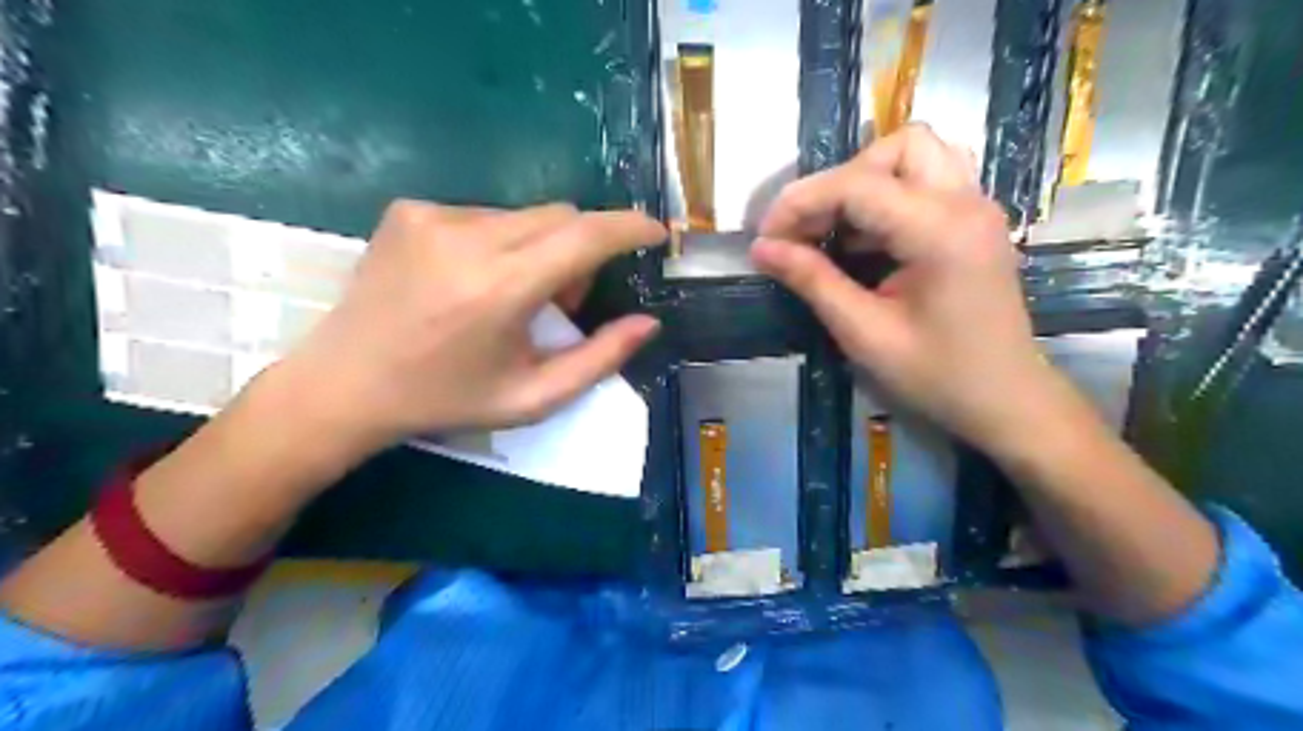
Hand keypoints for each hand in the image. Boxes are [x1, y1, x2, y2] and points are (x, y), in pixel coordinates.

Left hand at [270, 202, 661, 459]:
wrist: (345, 385)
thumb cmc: (446, 399)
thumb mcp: (532, 396)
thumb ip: (599, 359)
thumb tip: (648, 323)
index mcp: (499, 288)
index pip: (585, 236)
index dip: (629, 227)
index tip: (656, 233)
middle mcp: (466, 238)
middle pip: (560, 217)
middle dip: (581, 251)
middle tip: (564, 299)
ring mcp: (432, 216)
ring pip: (525, 215)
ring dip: (540, 248)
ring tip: (512, 295)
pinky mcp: (409, 210)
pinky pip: (486, 215)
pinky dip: (501, 242)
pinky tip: (473, 281)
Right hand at [755, 126, 1078, 455]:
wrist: (1005, 402)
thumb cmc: (936, 376)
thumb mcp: (864, 333)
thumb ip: (813, 281)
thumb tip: (761, 248)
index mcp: (941, 230)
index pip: (857, 184)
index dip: (800, 202)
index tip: (765, 237)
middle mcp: (966, 202)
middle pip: (896, 147)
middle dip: (839, 182)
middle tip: (806, 231)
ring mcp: (976, 208)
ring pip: (917, 154)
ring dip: (867, 180)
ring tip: (835, 228)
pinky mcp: (974, 222)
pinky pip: (928, 180)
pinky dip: (887, 196)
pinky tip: (864, 241)